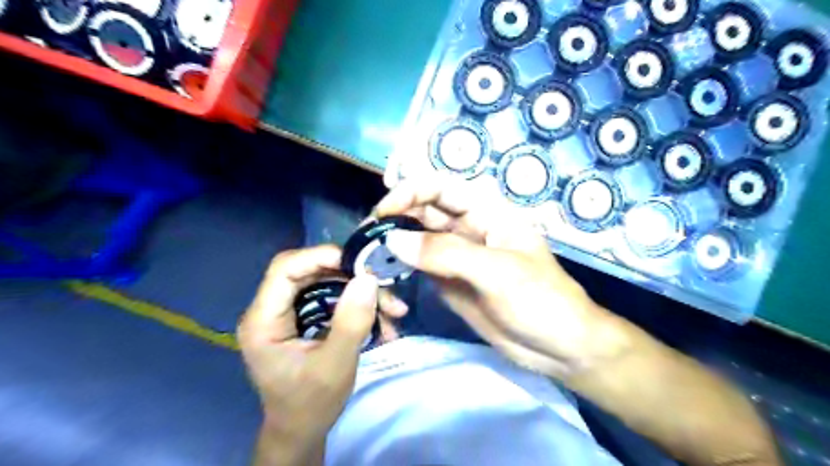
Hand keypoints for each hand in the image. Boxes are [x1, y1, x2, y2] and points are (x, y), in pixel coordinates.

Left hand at [236, 247, 402, 464]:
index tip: (359, 264)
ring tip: (393, 311)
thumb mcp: (335, 365)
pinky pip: (333, 298)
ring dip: (361, 293)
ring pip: (327, 284)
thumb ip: (351, 322)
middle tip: (384, 288)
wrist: (302, 430)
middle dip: (351, 278)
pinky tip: (383, 321)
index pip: (285, 269)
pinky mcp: (305, 318)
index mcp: (263, 321)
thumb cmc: (311, 404)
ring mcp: (289, 313)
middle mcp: (272, 310)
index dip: (320, 257)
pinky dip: (358, 305)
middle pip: (310, 272)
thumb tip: (368, 278)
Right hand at [373, 179, 625, 378]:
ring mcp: (457, 258)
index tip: (383, 213)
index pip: (441, 189)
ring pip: (418, 241)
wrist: (559, 348)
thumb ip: (446, 253)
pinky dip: (401, 271)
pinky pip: (420, 269)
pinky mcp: (450, 283)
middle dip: (396, 220)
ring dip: (394, 246)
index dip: (410, 193)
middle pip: (424, 213)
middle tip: (367, 239)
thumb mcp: (497, 272)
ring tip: (370, 259)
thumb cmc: (540, 301)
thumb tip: (393, 240)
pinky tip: (386, 278)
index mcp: (487, 213)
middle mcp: (468, 229)